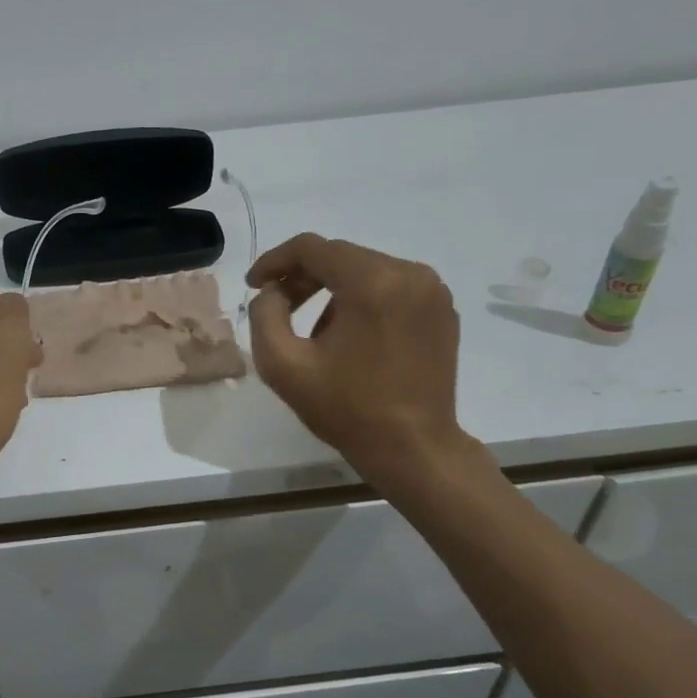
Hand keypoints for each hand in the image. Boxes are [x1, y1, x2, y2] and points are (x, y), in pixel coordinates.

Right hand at [246, 234, 479, 487]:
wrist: (414, 449)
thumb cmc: (346, 409)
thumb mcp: (283, 365)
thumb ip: (264, 315)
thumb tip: (272, 292)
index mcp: (372, 283)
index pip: (312, 248)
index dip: (275, 261)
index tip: (254, 285)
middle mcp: (409, 274)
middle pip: (341, 256)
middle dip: (303, 276)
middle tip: (277, 306)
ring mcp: (432, 290)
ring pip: (365, 270)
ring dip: (332, 290)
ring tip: (315, 330)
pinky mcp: (442, 309)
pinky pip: (391, 287)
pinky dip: (363, 299)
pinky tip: (350, 335)